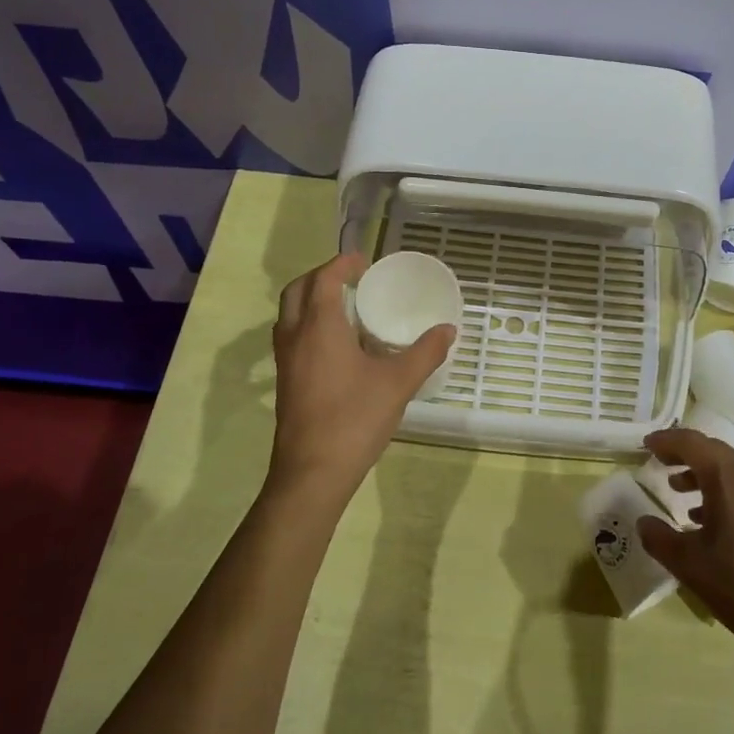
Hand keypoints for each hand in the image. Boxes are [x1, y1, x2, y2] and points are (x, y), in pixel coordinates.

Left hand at [266, 253, 456, 508]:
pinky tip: (337, 345)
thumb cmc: (355, 418)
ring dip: (311, 300)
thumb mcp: (398, 383)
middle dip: (321, 276)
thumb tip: (448, 330)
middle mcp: (295, 336)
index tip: (364, 261)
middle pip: (298, 290)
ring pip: (290, 315)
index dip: (342, 264)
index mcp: (319, 327)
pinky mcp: (285, 381)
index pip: (324, 279)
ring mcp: (285, 360)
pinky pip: (292, 336)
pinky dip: (309, 325)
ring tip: (345, 307)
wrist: (313, 471)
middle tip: (351, 279)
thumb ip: (425, 352)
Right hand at [636, 429, 733, 651]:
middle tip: (660, 463)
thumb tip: (643, 522)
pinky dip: (722, 494)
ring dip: (703, 475)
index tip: (647, 445)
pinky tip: (709, 523)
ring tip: (679, 491)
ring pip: (732, 472)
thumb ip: (660, 539)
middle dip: (685, 454)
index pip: (693, 443)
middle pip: (715, 452)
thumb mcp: (690, 565)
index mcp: (728, 480)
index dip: (667, 440)